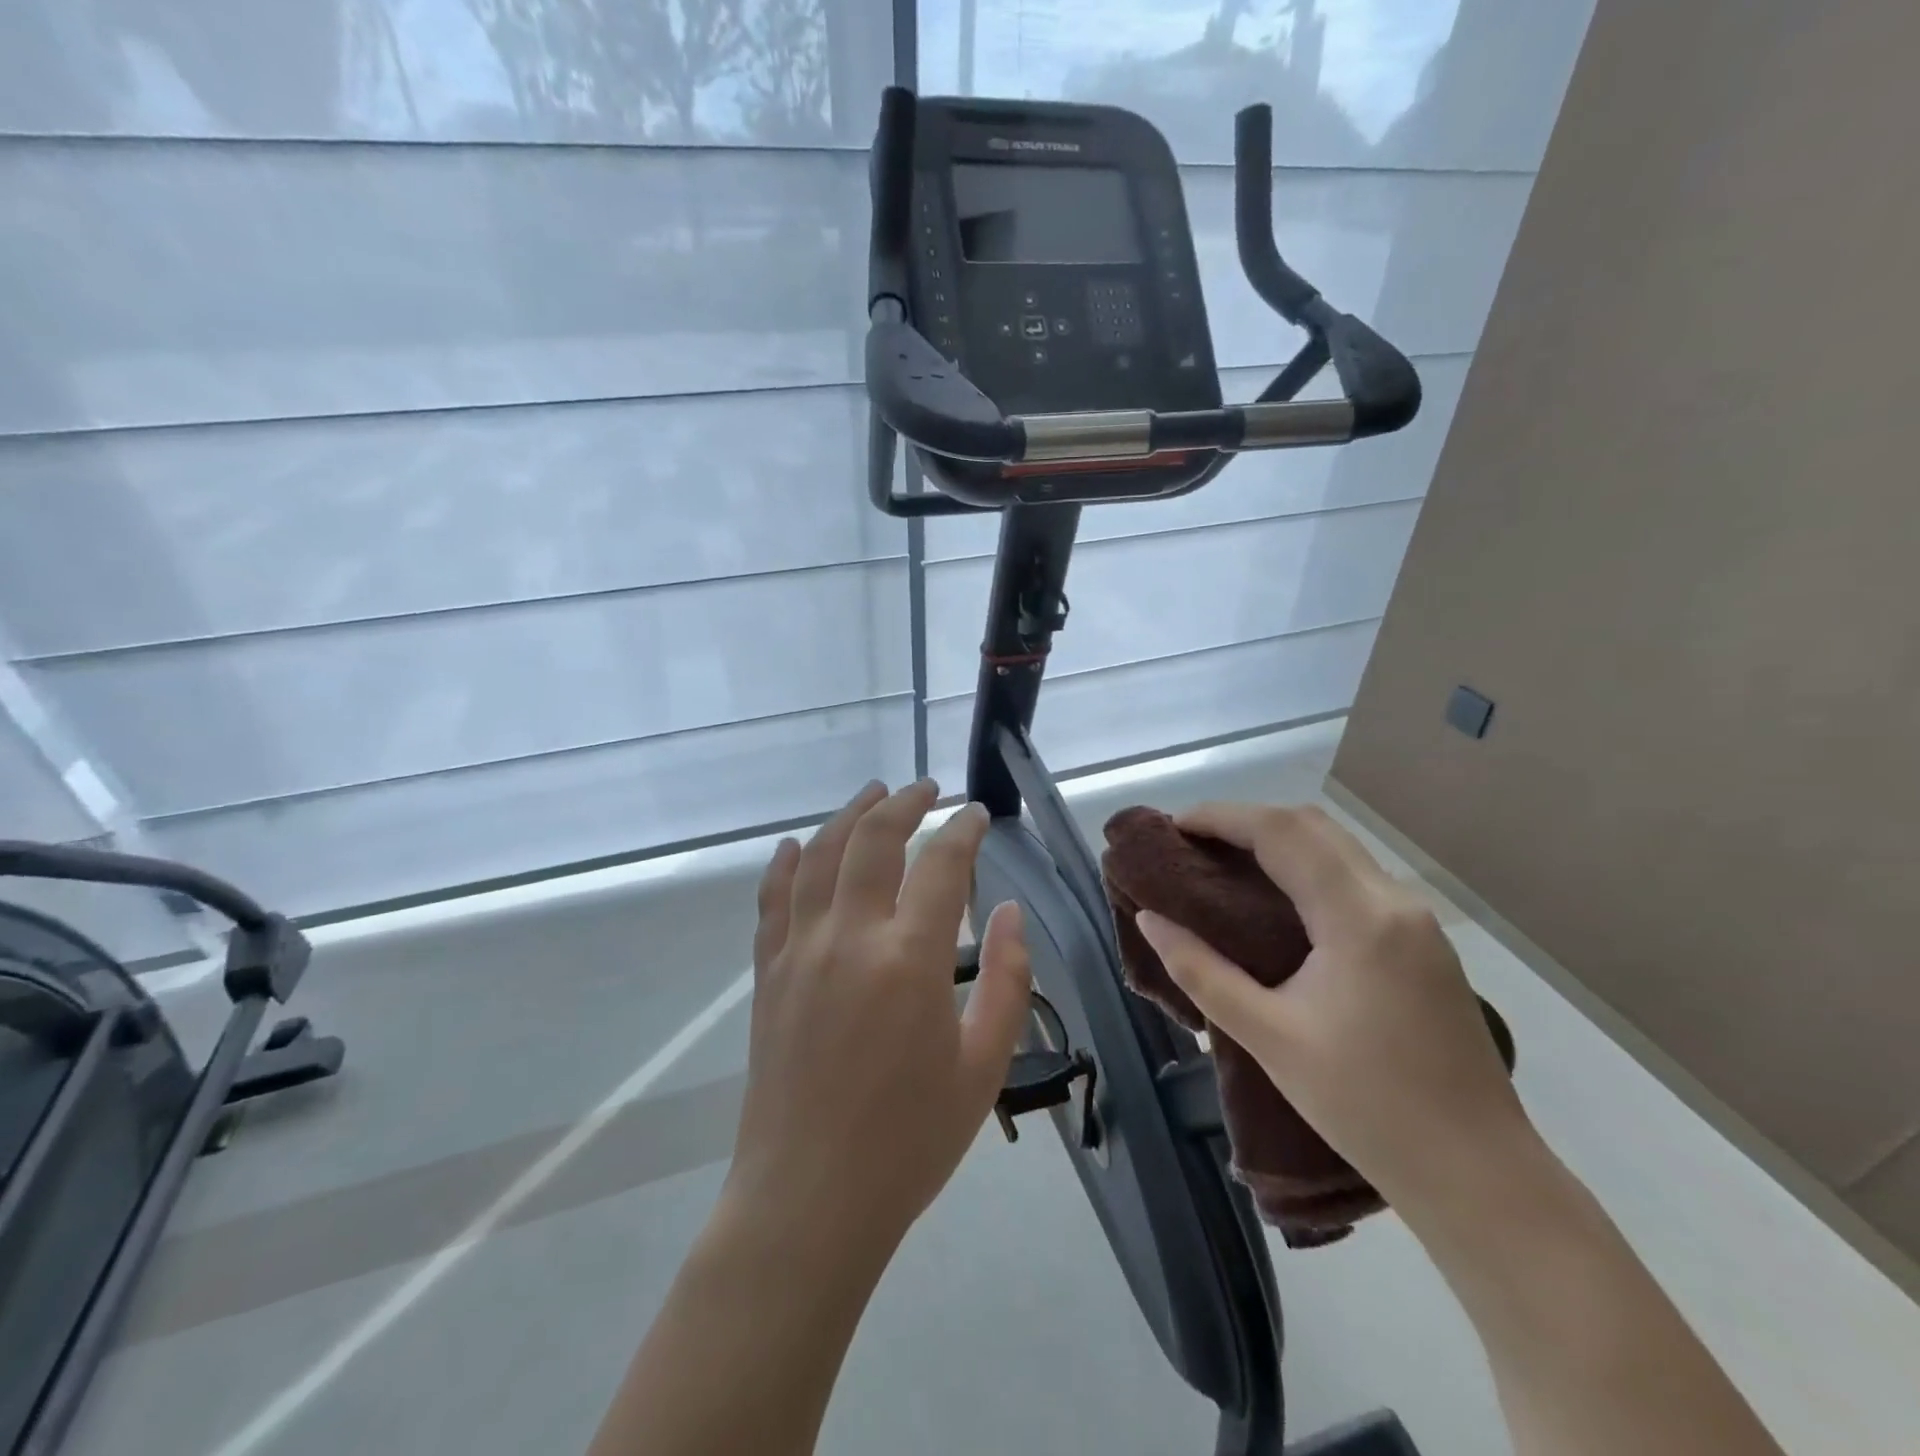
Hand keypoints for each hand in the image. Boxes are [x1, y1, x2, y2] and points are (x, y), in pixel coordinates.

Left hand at [724, 780, 1031, 1255]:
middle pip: (874, 839)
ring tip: (873, 793)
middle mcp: (849, 937)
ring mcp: (799, 950)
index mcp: (910, 959)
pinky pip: (773, 899)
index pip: (942, 864)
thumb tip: (1010, 911)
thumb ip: (1007, 979)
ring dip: (849, 815)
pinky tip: (797, 846)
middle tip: (928, 788)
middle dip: (905, 803)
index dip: (963, 830)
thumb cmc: (909, 1141)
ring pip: (820, 855)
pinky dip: (787, 863)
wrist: (808, 1200)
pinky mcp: (768, 973)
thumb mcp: (983, 1065)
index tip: (977, 814)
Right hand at [1133, 803, 1532, 1213]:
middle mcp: (1394, 901)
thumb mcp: (1268, 1037)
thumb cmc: (1366, 1107)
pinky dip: (1306, 867)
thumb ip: (1201, 971)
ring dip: (1278, 841)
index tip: (1172, 827)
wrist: (1479, 1176)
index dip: (1222, 817)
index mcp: (1359, 918)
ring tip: (1223, 865)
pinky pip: (1354, 878)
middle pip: (1312, 826)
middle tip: (1191, 845)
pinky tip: (1277, 900)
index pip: (1282, 832)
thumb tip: (1151, 920)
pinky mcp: (1424, 943)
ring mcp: (1417, 921)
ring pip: (1338, 848)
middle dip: (1246, 821)